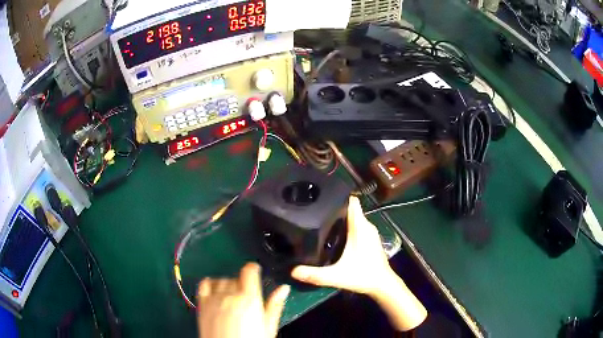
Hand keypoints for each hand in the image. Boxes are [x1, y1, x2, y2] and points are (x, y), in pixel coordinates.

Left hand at [197, 263, 289, 337]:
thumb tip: (284, 288)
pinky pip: (204, 284)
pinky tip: (216, 291)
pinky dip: (210, 283)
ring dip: (228, 284)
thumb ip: (274, 306)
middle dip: (242, 283)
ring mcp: (214, 299)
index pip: (249, 271)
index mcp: (249, 299)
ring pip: (221, 280)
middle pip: (236, 277)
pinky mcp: (202, 304)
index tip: (255, 272)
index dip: (253, 269)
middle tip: (246, 298)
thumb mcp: (268, 327)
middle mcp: (230, 294)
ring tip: (232, 298)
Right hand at [291, 196, 391, 294]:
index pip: (352, 201)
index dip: (338, 196)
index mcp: (360, 228)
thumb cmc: (363, 276)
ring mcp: (370, 232)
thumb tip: (293, 271)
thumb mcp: (336, 276)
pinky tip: (335, 234)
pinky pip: (357, 225)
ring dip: (340, 217)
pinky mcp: (370, 239)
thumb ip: (315, 274)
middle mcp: (366, 226)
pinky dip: (347, 225)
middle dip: (334, 207)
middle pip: (350, 208)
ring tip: (321, 220)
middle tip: (315, 210)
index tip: (322, 195)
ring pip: (354, 217)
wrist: (382, 285)